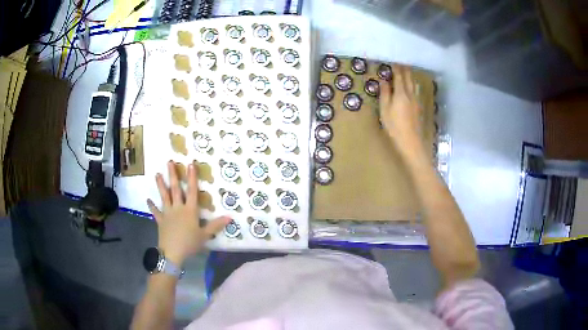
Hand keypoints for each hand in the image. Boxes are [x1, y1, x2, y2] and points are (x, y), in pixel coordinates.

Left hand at [147, 161, 229, 265]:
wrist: (172, 252)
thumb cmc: (189, 243)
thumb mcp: (205, 235)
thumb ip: (216, 225)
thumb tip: (230, 217)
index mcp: (189, 210)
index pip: (192, 191)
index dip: (192, 177)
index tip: (190, 164)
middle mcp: (178, 208)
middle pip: (175, 189)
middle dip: (173, 175)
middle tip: (169, 162)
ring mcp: (167, 213)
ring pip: (164, 196)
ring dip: (160, 185)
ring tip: (157, 174)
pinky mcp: (160, 221)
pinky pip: (155, 212)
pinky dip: (152, 206)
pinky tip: (148, 200)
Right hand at [379, 65, 425, 160]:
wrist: (411, 141)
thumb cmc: (394, 126)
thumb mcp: (385, 110)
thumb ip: (385, 93)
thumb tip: (383, 80)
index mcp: (401, 93)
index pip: (399, 76)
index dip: (396, 68)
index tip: (394, 60)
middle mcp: (411, 94)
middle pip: (409, 78)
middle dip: (405, 69)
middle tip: (402, 63)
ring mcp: (417, 101)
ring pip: (414, 84)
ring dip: (410, 76)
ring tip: (407, 72)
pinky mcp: (419, 107)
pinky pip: (417, 91)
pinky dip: (414, 85)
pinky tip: (414, 87)